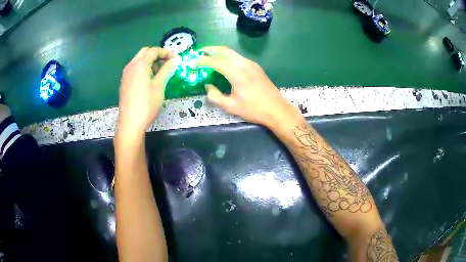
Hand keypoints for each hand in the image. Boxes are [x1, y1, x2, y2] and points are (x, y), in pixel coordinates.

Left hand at [117, 47, 177, 138]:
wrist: (130, 122)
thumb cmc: (147, 104)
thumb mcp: (160, 85)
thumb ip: (167, 69)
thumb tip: (175, 60)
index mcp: (140, 64)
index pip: (154, 51)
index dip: (167, 52)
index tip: (176, 59)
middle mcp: (131, 66)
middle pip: (145, 52)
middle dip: (158, 55)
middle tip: (168, 63)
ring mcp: (126, 74)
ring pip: (139, 60)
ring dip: (151, 61)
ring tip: (160, 72)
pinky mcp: (125, 82)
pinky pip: (135, 69)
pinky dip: (144, 68)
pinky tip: (150, 80)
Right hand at [197, 46, 300, 127]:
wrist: (277, 110)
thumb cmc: (254, 109)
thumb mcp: (231, 106)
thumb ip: (215, 95)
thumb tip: (208, 86)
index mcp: (237, 73)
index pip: (216, 61)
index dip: (203, 61)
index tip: (193, 63)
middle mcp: (244, 64)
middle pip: (225, 50)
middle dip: (211, 49)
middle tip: (200, 52)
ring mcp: (252, 64)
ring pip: (232, 53)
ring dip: (220, 52)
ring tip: (210, 57)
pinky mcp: (256, 67)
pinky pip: (238, 58)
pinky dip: (228, 57)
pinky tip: (224, 64)